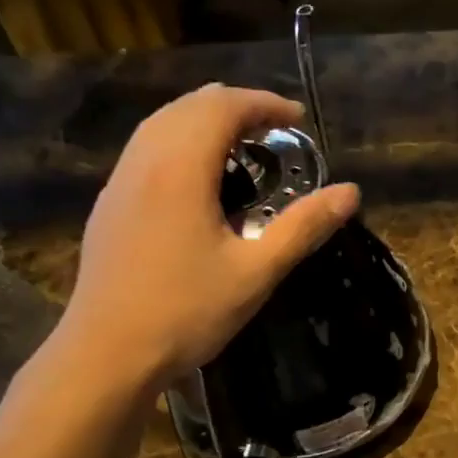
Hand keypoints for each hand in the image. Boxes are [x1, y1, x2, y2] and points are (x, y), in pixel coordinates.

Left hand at [53, 84, 359, 390]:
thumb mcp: (255, 273)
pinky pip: (146, 150)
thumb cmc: (186, 313)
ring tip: (240, 148)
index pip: (222, 107)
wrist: (107, 353)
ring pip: (161, 124)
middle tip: (274, 130)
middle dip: (235, 106)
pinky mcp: (109, 206)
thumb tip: (350, 193)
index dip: (264, 104)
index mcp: (180, 169)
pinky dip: (179, 142)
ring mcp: (119, 182)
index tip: (298, 119)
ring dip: (203, 121)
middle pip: (189, 106)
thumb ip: (302, 228)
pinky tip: (197, 180)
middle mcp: (144, 161)